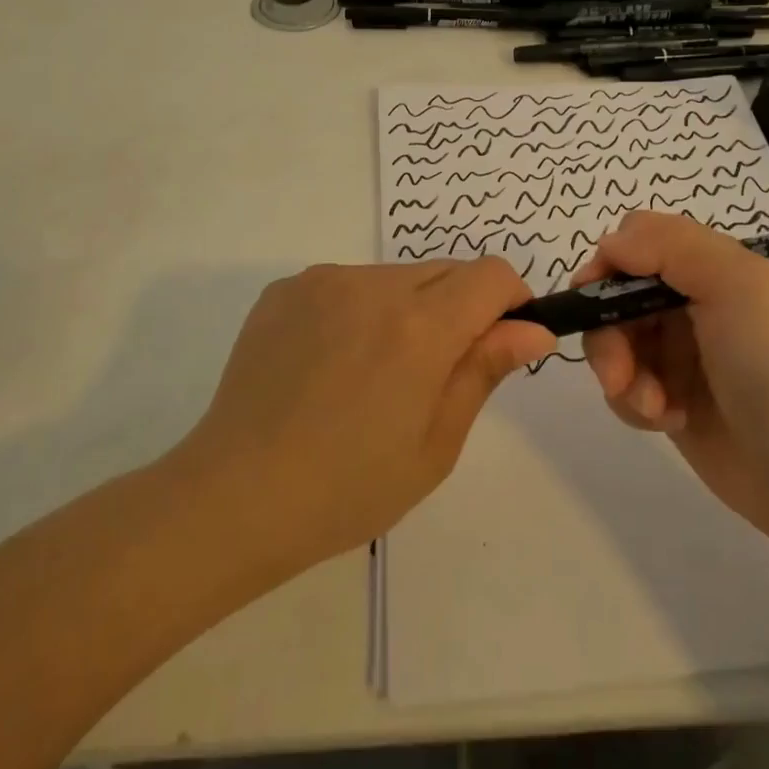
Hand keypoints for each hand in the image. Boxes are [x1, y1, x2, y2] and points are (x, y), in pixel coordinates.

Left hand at [182, 259, 555, 571]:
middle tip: (430, 376)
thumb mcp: (435, 444)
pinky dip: (358, 312)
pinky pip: (347, 285)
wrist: (233, 497)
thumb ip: (484, 370)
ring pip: (395, 277)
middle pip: (446, 272)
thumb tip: (534, 328)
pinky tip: (329, 366)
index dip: (509, 303)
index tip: (498, 343)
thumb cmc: (347, 488)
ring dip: (407, 310)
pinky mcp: (285, 289)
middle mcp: (373, 285)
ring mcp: (322, 281)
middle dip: (458, 310)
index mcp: (419, 327)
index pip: (491, 275)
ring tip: (371, 375)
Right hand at [573, 211, 768, 546]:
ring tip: (652, 407)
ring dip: (622, 372)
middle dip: (610, 332)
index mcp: (722, 266)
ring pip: (617, 341)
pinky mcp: (673, 399)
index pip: (646, 240)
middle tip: (617, 372)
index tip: (594, 294)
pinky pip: (626, 385)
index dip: (613, 262)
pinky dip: (634, 401)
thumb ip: (670, 245)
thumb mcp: (740, 284)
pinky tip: (665, 421)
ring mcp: (686, 354)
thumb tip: (608, 245)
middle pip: (620, 294)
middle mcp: (700, 303)